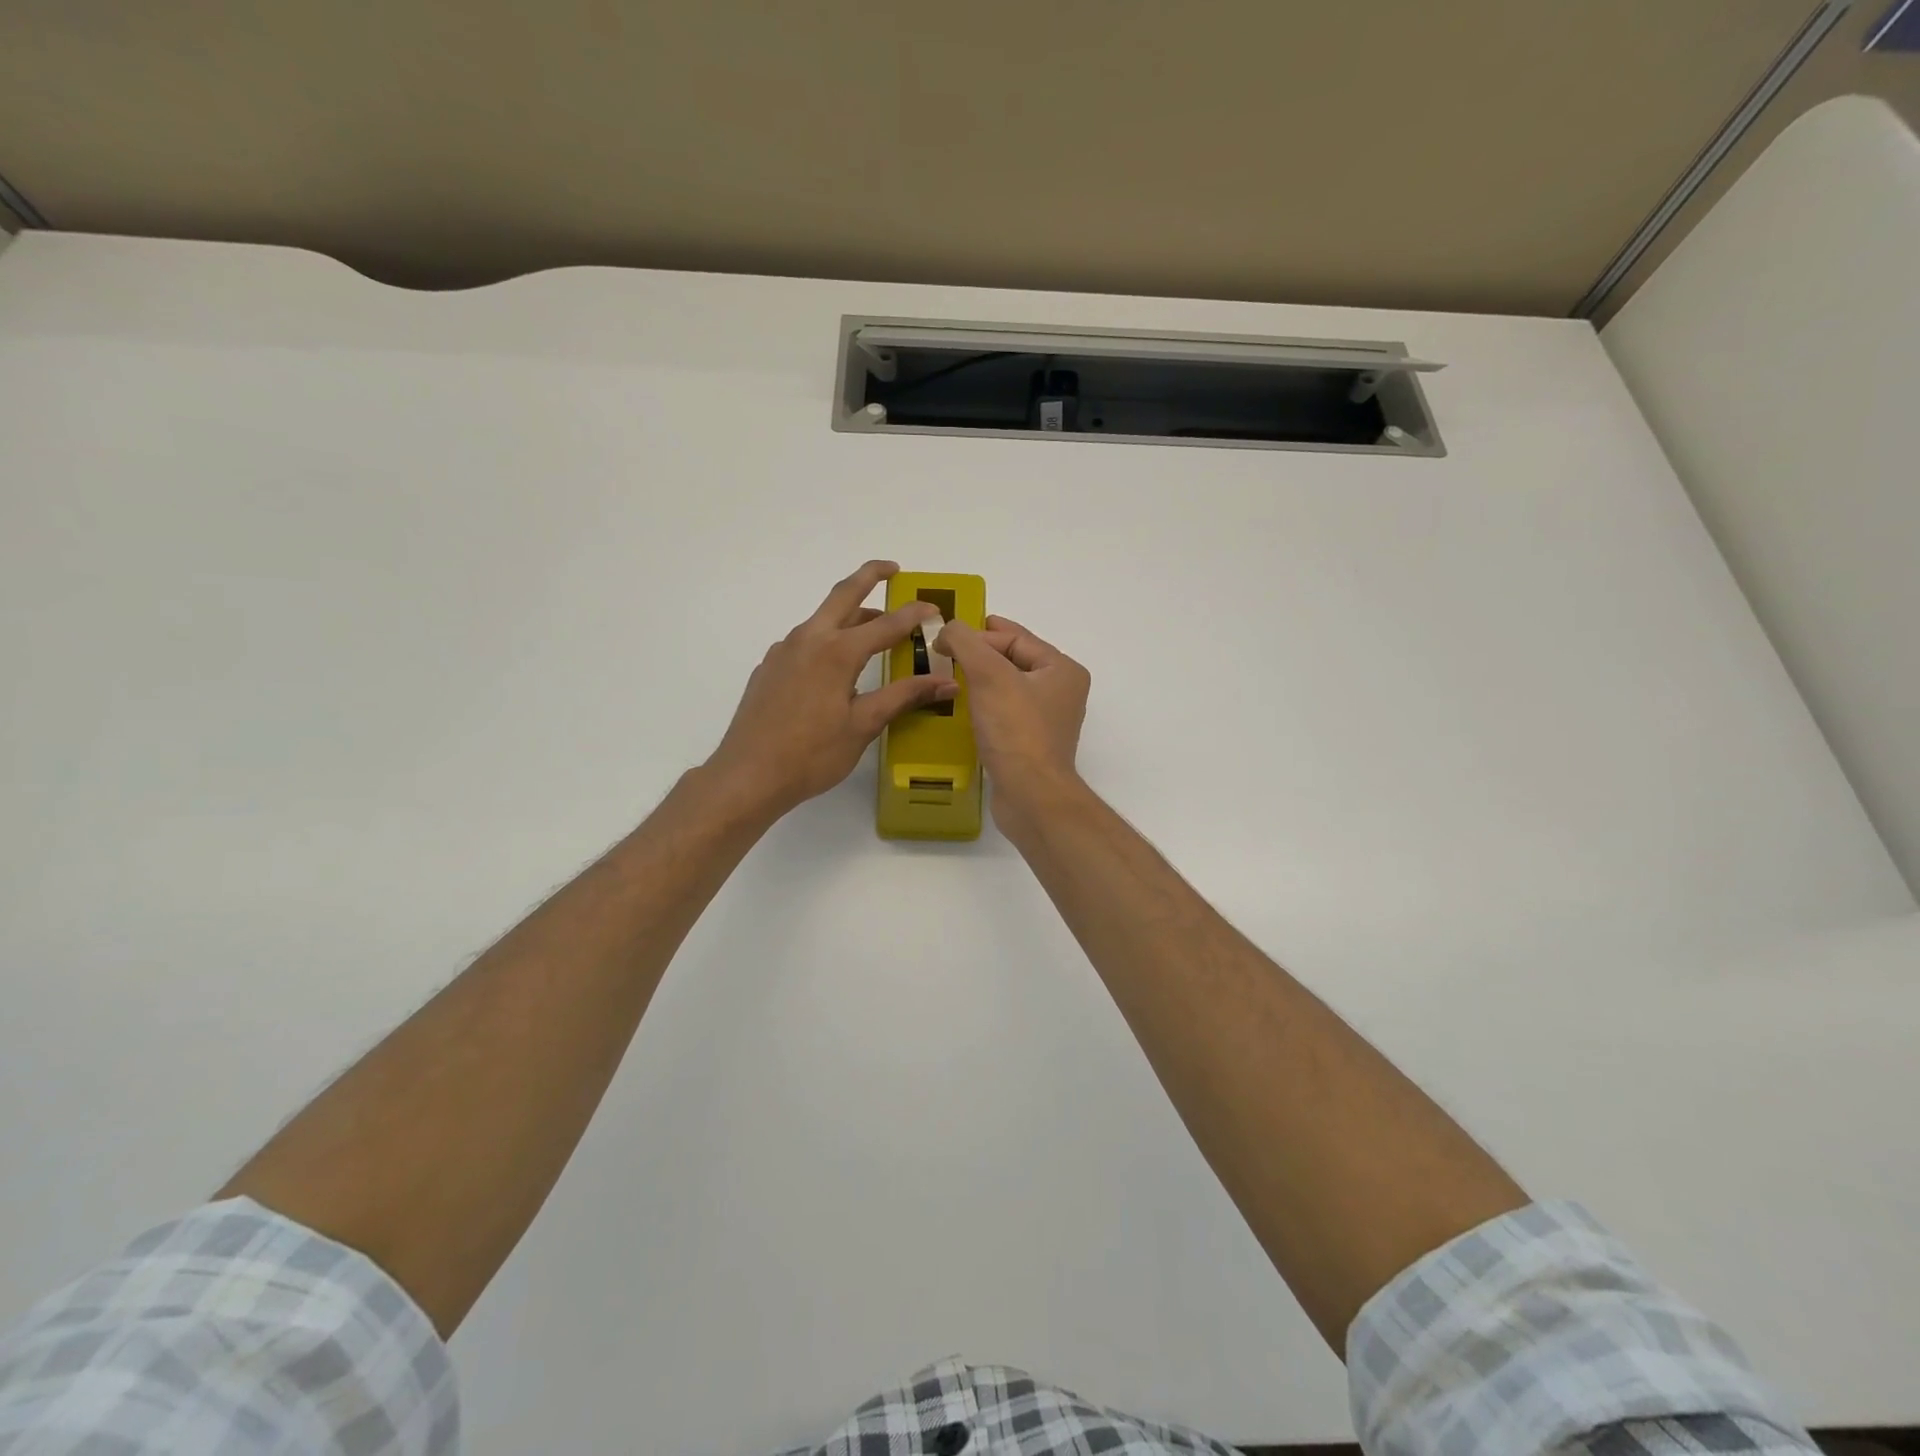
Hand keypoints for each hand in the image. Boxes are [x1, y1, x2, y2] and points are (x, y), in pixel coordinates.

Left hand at [705, 561, 956, 818]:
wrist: (747, 775)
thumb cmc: (811, 754)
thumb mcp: (864, 725)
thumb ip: (904, 697)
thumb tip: (946, 683)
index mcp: (837, 652)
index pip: (886, 624)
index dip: (914, 615)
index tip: (935, 609)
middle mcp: (809, 640)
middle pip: (843, 594)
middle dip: (869, 576)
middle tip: (892, 569)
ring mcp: (784, 652)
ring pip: (822, 619)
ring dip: (850, 614)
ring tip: (874, 628)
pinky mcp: (770, 668)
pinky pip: (806, 641)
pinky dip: (829, 639)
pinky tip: (836, 667)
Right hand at [934, 615, 1090, 824]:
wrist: (1031, 796)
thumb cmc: (1016, 731)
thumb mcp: (989, 675)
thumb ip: (966, 642)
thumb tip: (947, 630)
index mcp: (1062, 670)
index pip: (1017, 637)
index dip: (979, 634)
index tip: (944, 637)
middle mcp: (1061, 692)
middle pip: (1014, 660)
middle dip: (980, 654)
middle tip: (945, 652)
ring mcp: (1047, 721)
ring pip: (1009, 687)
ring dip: (980, 680)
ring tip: (949, 676)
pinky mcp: (1031, 745)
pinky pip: (1005, 713)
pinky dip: (984, 706)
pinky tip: (963, 709)